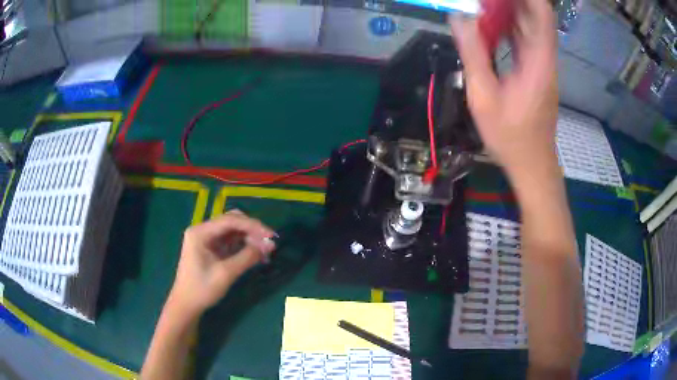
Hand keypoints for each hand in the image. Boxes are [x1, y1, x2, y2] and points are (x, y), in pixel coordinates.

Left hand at [168, 210, 275, 316]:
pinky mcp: (211, 248)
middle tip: (269, 244)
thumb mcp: (226, 273)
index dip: (253, 226)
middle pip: (232, 222)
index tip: (271, 236)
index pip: (230, 220)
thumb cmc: (202, 289)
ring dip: (250, 238)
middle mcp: (203, 230)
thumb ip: (248, 257)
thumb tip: (271, 245)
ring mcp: (206, 239)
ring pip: (233, 231)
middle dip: (252, 231)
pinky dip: (244, 246)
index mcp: (201, 232)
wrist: (186, 305)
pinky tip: (256, 255)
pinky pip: (230, 241)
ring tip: (265, 251)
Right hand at [451, 0, 558, 178]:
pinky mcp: (537, 73)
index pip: (542, 15)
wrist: (532, 165)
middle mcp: (544, 59)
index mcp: (538, 60)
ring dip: (510, 12)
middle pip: (535, 17)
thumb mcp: (484, 96)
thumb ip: (473, 54)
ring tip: (485, 5)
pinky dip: (511, 29)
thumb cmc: (510, 136)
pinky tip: (492, 26)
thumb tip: (459, 19)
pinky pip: (526, 42)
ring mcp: (542, 67)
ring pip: (530, 28)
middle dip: (513, 2)